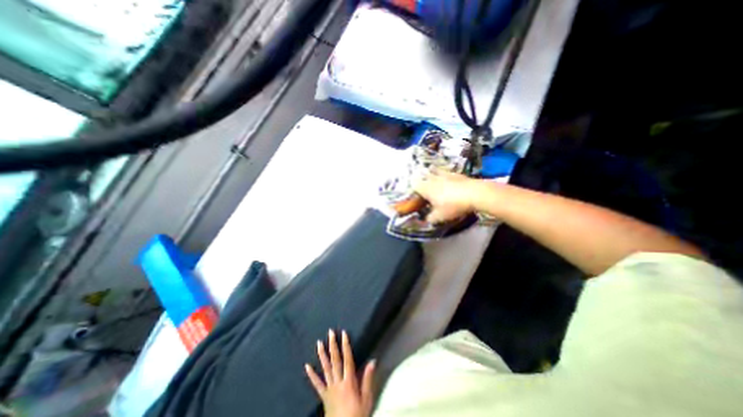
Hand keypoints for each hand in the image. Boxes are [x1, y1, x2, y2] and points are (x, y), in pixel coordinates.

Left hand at [303, 330, 374, 415]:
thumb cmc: (357, 415)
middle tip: (330, 332)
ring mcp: (329, 388)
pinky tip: (307, 366)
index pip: (347, 359)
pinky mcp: (324, 396)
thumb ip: (367, 379)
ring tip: (319, 343)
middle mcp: (338, 382)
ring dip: (322, 355)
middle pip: (335, 360)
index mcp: (349, 381)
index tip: (344, 333)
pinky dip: (311, 375)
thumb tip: (372, 361)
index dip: (346, 345)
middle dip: (333, 345)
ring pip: (325, 368)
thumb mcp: (366, 399)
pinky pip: (317, 384)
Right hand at [413, 168, 481, 222]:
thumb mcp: (440, 216)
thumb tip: (426, 220)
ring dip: (432, 171)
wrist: (474, 194)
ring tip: (431, 170)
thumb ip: (430, 218)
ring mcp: (445, 175)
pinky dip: (445, 173)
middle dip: (421, 177)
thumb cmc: (453, 205)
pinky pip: (447, 171)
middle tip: (422, 181)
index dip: (413, 187)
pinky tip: (448, 176)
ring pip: (435, 170)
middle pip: (424, 175)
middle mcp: (434, 179)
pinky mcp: (456, 174)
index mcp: (427, 188)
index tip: (414, 192)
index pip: (415, 184)